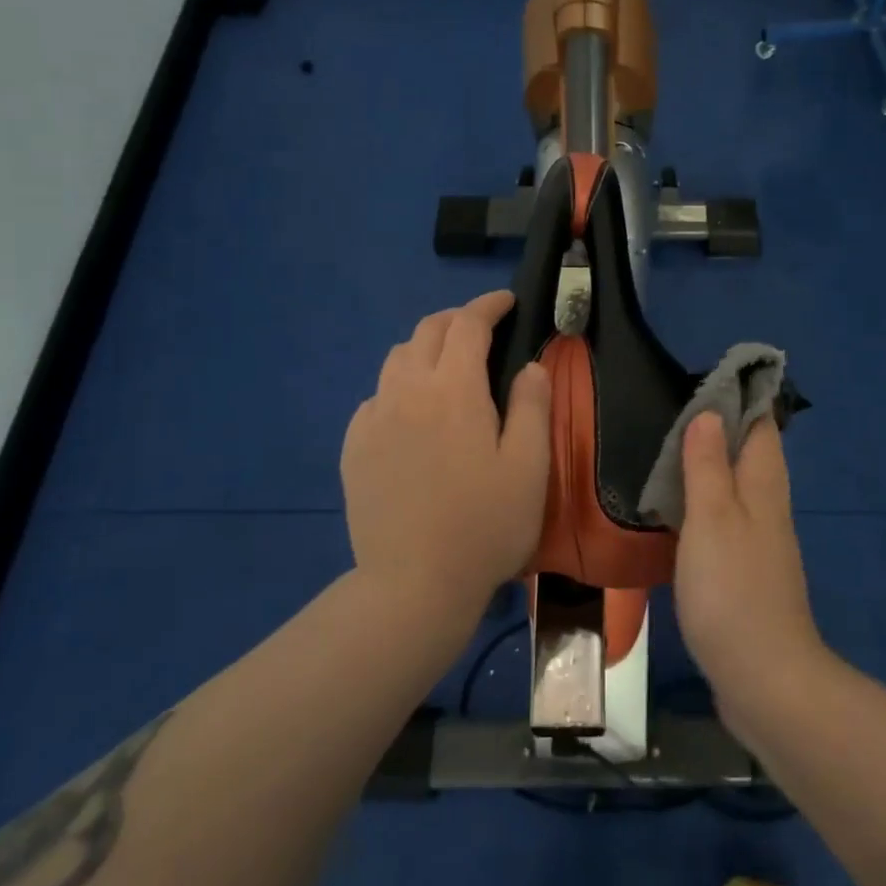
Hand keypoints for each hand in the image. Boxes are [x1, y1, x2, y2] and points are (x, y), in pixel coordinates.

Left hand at [341, 291, 551, 616]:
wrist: (412, 585)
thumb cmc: (484, 526)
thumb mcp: (529, 466)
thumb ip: (531, 406)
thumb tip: (529, 365)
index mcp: (454, 390)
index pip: (468, 325)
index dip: (488, 305)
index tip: (507, 301)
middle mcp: (407, 391)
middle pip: (427, 331)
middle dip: (457, 319)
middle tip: (483, 328)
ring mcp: (374, 419)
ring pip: (396, 359)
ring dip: (426, 348)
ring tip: (449, 366)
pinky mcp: (354, 447)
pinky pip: (377, 396)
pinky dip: (400, 385)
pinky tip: (413, 412)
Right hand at [674, 414, 824, 717]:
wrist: (764, 679)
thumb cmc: (733, 590)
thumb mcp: (712, 518)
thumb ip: (709, 465)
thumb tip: (710, 414)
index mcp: (764, 486)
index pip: (760, 425)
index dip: (739, 398)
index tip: (703, 380)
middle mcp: (767, 508)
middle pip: (749, 454)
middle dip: (719, 429)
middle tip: (673, 412)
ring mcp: (758, 543)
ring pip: (736, 488)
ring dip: (709, 467)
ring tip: (666, 452)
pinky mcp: (744, 573)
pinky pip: (725, 522)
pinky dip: (703, 505)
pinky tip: (675, 512)